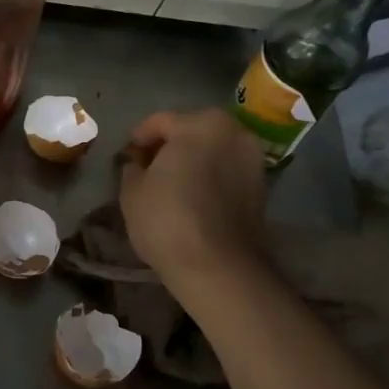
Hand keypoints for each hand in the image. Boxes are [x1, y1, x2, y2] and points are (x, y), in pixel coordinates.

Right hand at [119, 108, 267, 297]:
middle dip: (169, 144)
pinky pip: (227, 169)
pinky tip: (192, 195)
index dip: (138, 138)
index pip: (160, 122)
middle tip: (148, 166)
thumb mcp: (132, 190)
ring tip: (171, 182)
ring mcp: (253, 159)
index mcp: (201, 124)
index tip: (127, 155)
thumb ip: (133, 167)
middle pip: (192, 130)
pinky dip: (210, 175)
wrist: (217, 266)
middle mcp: (233, 132)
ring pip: (213, 149)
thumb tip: (138, 163)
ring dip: (193, 159)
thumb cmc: (167, 219)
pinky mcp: (261, 186)